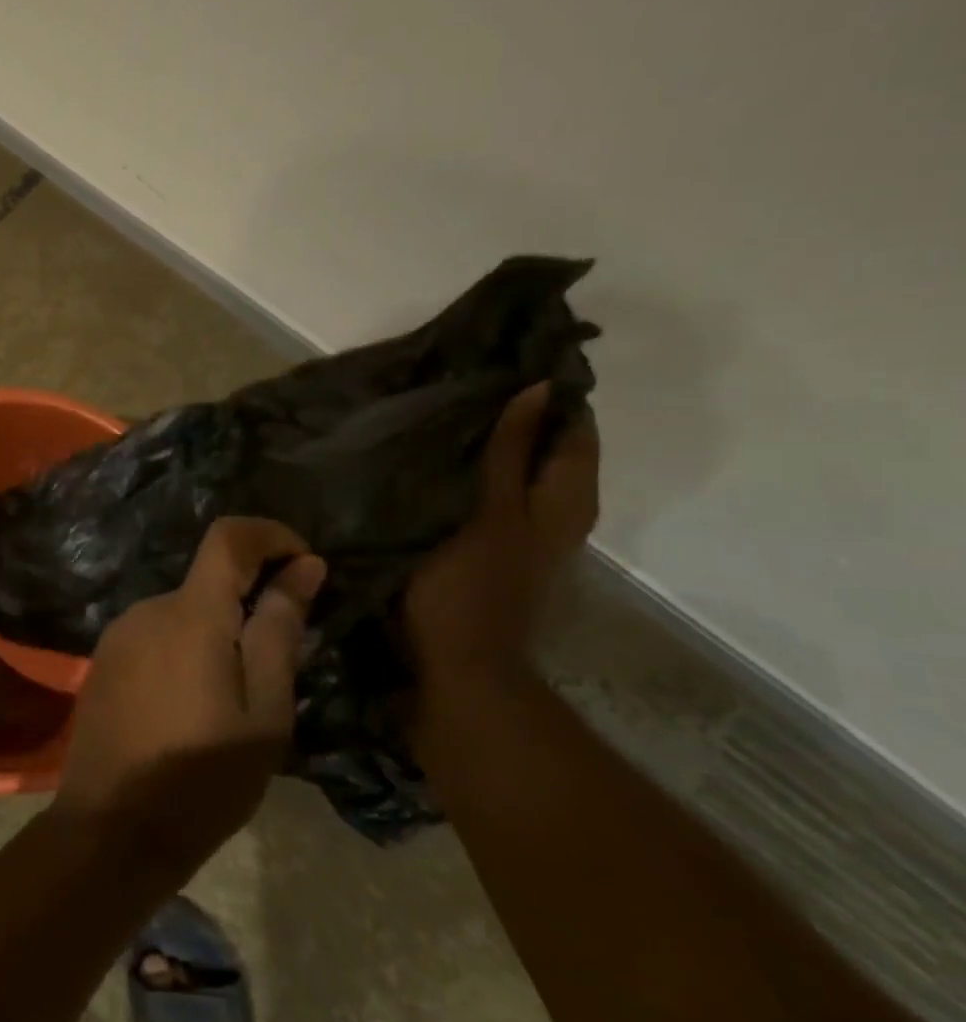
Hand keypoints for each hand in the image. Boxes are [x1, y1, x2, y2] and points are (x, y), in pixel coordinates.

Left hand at [51, 518, 325, 878]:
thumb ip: (279, 631)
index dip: (270, 535)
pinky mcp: (102, 662)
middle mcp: (146, 609)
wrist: (111, 828)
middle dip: (248, 604)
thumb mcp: (264, 712)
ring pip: (182, 614)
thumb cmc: (203, 779)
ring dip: (215, 635)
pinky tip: (190, 708)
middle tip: (278, 667)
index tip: (304, 564)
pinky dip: (184, 651)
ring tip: (233, 701)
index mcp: (190, 614)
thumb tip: (303, 567)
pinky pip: (155, 637)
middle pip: (207, 582)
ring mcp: (117, 635)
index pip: (228, 537)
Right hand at [404, 382, 599, 696]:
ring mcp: (531, 532)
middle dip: (521, 413)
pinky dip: (483, 470)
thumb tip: (536, 390)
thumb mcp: (488, 512)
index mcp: (566, 498)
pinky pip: (501, 492)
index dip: (551, 393)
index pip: (574, 428)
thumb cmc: (472, 585)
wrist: (462, 663)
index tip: (507, 358)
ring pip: (525, 470)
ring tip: (454, 411)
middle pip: (552, 447)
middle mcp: (561, 511)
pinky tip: (447, 461)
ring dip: (498, 442)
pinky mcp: (502, 547)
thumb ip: (508, 454)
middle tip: (470, 380)